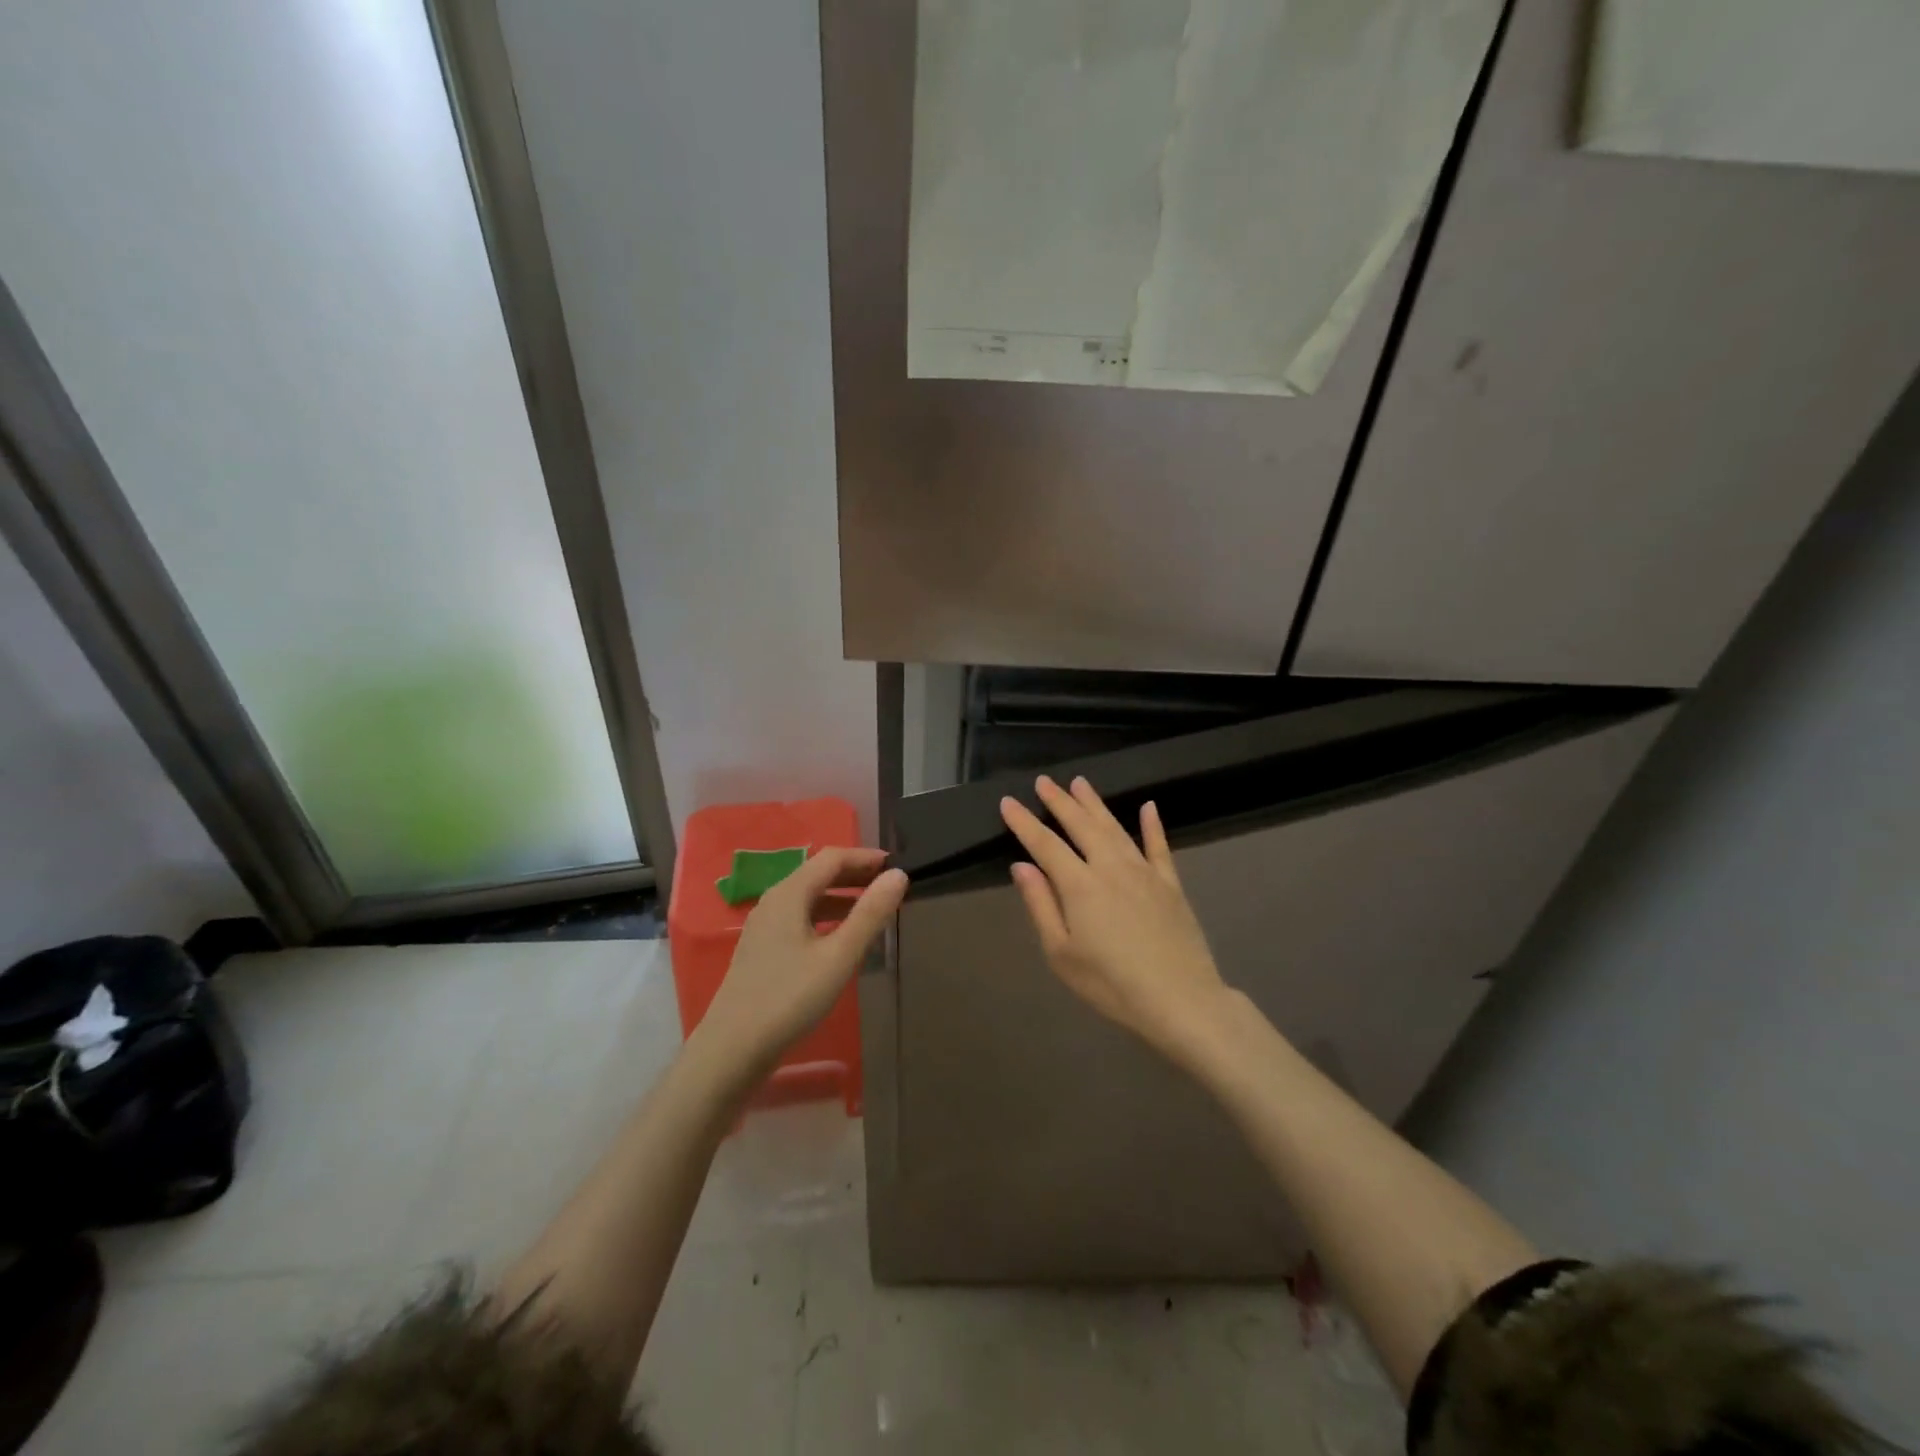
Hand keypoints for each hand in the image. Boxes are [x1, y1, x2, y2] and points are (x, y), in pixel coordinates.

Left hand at [695, 848, 907, 1080]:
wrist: (732, 1049)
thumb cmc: (789, 998)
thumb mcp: (839, 956)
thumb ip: (870, 914)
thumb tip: (899, 875)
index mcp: (789, 894)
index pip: (832, 858)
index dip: (865, 857)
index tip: (896, 865)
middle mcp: (773, 901)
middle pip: (818, 874)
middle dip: (855, 875)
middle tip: (889, 885)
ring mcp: (764, 926)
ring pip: (808, 897)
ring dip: (842, 897)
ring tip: (872, 910)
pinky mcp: (762, 949)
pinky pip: (799, 918)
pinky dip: (825, 917)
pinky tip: (840, 939)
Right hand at [1001, 776, 1230, 1066]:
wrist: (1181, 1000)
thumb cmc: (1112, 984)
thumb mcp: (1062, 954)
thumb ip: (1041, 905)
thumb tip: (1021, 866)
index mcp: (1080, 885)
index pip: (1045, 844)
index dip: (1024, 822)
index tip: (1008, 802)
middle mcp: (1111, 867)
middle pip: (1081, 825)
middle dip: (1059, 801)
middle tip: (1044, 781)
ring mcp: (1145, 872)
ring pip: (1115, 828)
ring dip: (1095, 804)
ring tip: (1080, 782)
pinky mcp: (1171, 884)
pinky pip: (1159, 846)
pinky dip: (1153, 825)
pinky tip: (1148, 807)